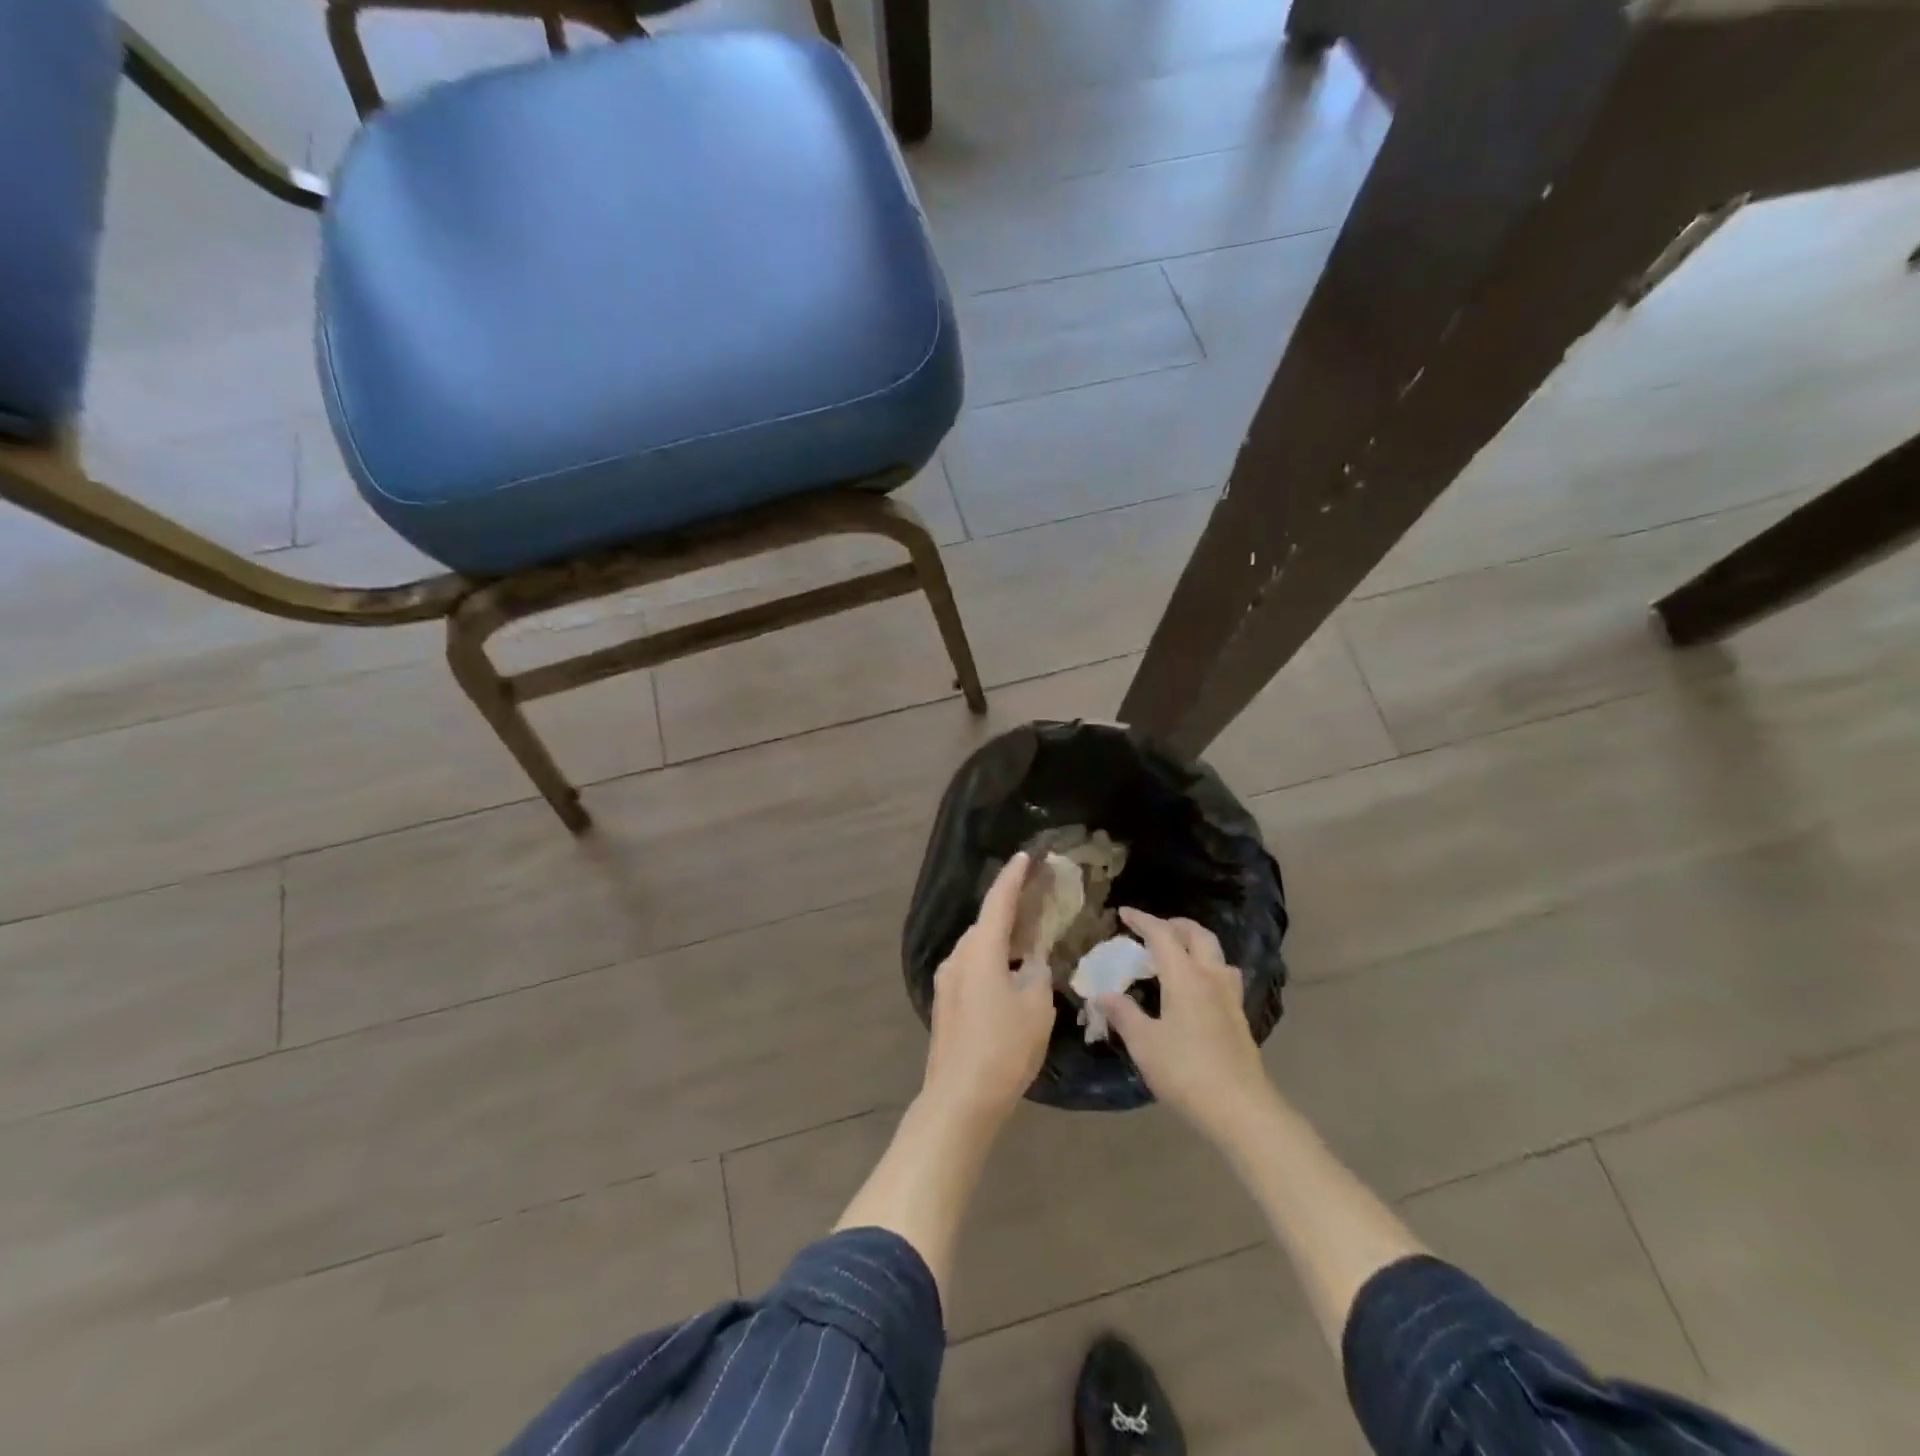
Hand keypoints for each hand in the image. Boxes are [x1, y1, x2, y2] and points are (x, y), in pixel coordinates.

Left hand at [921, 853, 1056, 1124]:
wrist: (960, 1097)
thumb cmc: (1004, 1047)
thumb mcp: (1035, 1007)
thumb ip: (1036, 973)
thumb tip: (1031, 961)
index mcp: (980, 950)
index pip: (998, 901)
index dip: (1014, 877)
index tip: (1027, 856)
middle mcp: (957, 957)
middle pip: (985, 923)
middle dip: (1009, 908)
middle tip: (1036, 900)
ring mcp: (947, 980)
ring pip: (977, 947)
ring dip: (1000, 938)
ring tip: (1027, 937)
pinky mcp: (945, 1003)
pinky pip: (971, 967)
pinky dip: (991, 960)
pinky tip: (1008, 974)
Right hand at [1099, 908, 1273, 1141]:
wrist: (1241, 1109)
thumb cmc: (1186, 1072)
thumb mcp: (1144, 1043)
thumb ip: (1123, 1014)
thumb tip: (1103, 994)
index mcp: (1185, 977)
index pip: (1162, 934)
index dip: (1142, 920)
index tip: (1123, 913)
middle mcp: (1211, 978)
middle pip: (1197, 935)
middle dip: (1174, 925)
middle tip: (1152, 930)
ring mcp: (1230, 997)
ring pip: (1215, 954)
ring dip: (1194, 944)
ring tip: (1175, 955)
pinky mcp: (1239, 1018)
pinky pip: (1222, 976)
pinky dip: (1205, 967)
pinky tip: (1195, 989)